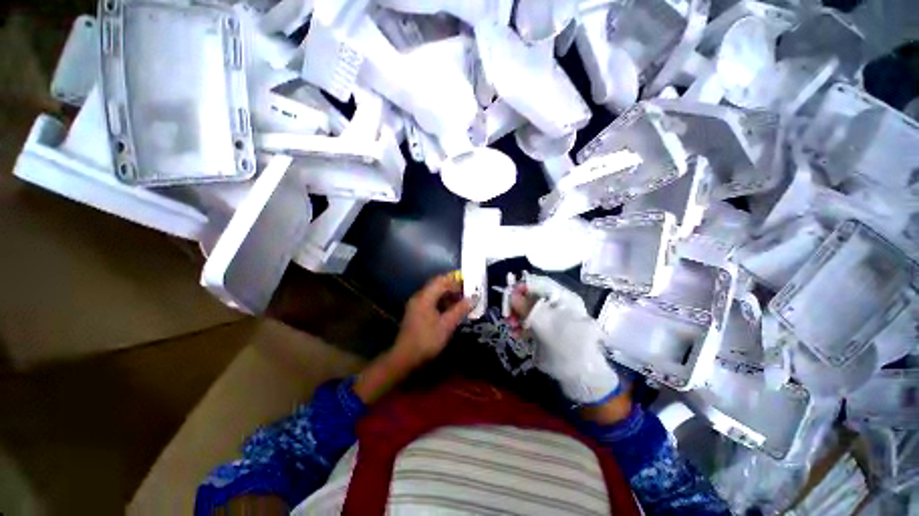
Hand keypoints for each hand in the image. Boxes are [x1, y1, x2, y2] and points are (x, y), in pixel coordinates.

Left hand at [355, 273, 471, 403]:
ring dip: (447, 296)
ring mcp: (416, 305)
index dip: (455, 280)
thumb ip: (459, 310)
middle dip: (452, 287)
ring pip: (434, 294)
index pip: (441, 280)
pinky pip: (431, 302)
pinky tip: (450, 310)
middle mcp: (419, 297)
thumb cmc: (427, 340)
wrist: (405, 358)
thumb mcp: (447, 325)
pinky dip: (441, 303)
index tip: (468, 284)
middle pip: (437, 285)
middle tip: (467, 293)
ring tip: (461, 302)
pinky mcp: (416, 313)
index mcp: (425, 297)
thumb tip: (471, 299)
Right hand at [511, 274, 619, 404]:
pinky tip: (516, 334)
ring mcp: (553, 318)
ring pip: (530, 309)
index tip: (508, 295)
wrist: (581, 377)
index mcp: (563, 297)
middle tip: (507, 314)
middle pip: (532, 296)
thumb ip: (527, 307)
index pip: (538, 283)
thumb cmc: (566, 346)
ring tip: (511, 326)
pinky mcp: (548, 330)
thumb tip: (512, 293)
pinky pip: (532, 322)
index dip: (521, 286)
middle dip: (518, 304)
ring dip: (518, 316)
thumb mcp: (545, 324)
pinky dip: (522, 326)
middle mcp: (558, 304)